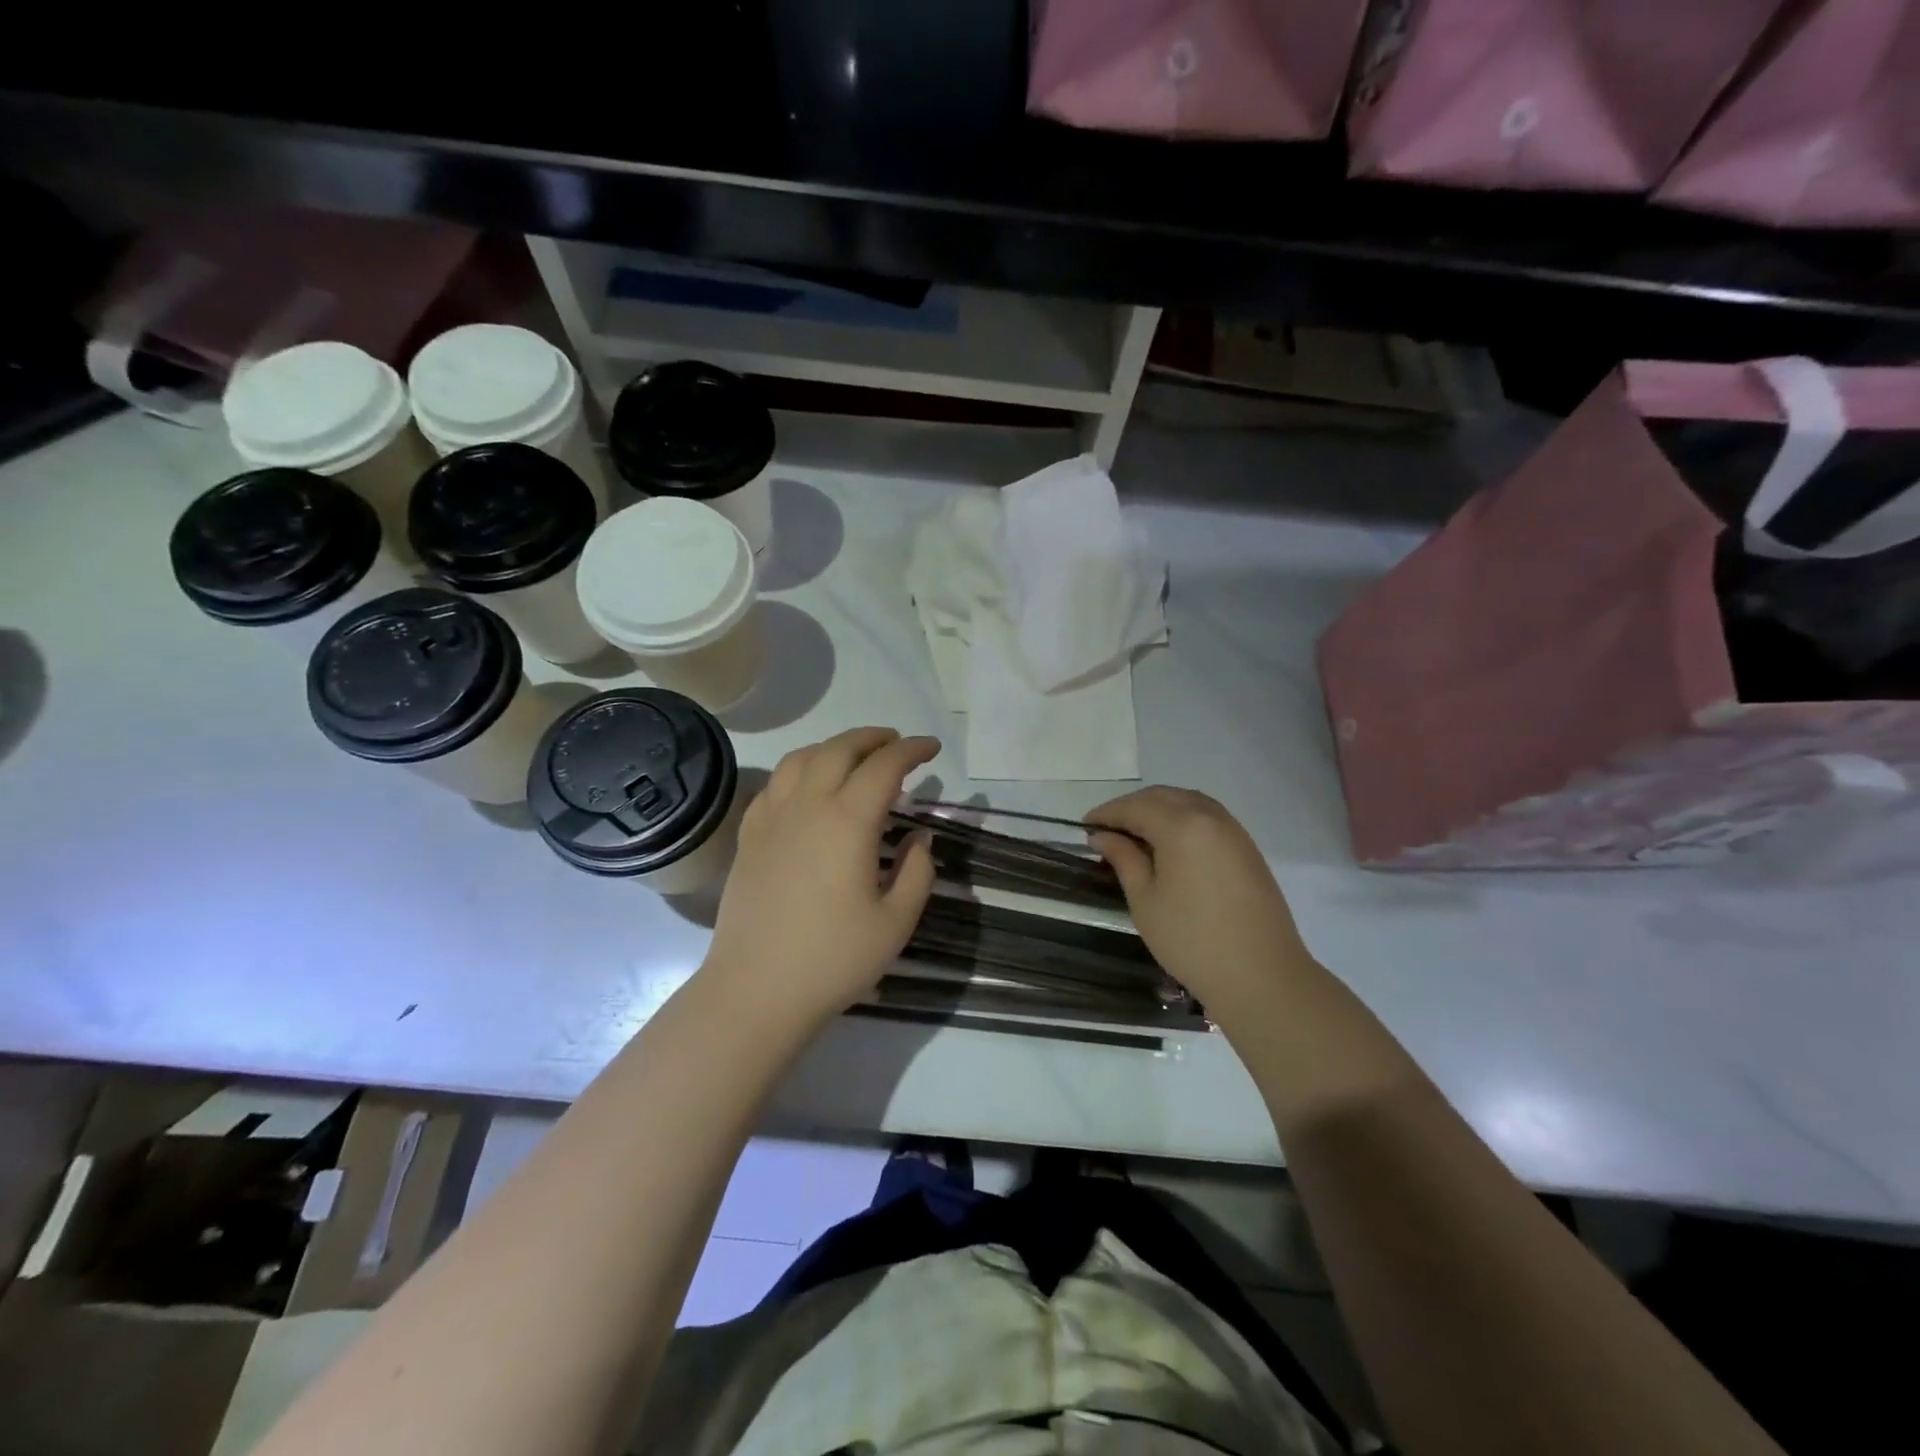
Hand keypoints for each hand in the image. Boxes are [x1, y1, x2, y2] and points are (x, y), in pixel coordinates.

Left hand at [703, 728, 939, 1024]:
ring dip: (833, 747)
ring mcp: (772, 818)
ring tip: (853, 758)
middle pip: (839, 749)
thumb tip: (918, 838)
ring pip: (801, 759)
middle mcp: (807, 806)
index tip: (931, 748)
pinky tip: (807, 789)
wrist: (757, 990)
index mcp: (847, 821)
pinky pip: (774, 785)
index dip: (912, 750)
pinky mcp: (748, 837)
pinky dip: (798, 771)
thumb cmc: (833, 959)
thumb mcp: (896, 922)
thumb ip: (917, 872)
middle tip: (896, 744)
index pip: (884, 766)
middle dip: (873, 738)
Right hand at [1086, 787, 1312, 1020]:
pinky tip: (1169, 844)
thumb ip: (1123, 858)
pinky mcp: (1247, 847)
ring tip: (1135, 835)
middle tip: (1107, 830)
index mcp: (1181, 826)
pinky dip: (1182, 819)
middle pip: (1163, 797)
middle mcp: (1210, 817)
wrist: (1261, 976)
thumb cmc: (1191, 940)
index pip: (1135, 807)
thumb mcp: (1145, 900)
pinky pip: (1207, 817)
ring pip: (1188, 802)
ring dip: (1158, 809)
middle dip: (1131, 807)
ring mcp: (1233, 830)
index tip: (1084, 826)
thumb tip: (1102, 835)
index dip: (1106, 813)